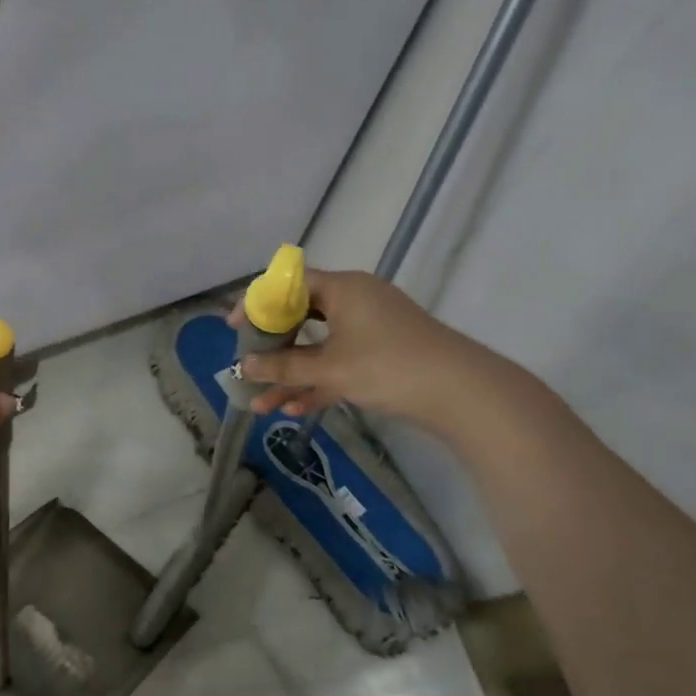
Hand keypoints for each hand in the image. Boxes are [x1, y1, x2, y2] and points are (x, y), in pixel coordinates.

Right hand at [232, 269, 498, 431]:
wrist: (462, 393)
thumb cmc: (389, 366)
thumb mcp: (330, 368)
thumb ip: (283, 367)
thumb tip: (243, 367)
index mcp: (343, 288)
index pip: (289, 285)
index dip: (257, 304)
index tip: (234, 327)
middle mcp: (355, 301)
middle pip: (301, 318)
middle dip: (272, 348)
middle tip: (248, 366)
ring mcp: (370, 329)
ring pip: (319, 348)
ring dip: (291, 375)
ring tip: (261, 404)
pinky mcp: (382, 356)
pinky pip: (339, 364)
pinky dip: (318, 383)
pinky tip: (293, 411)